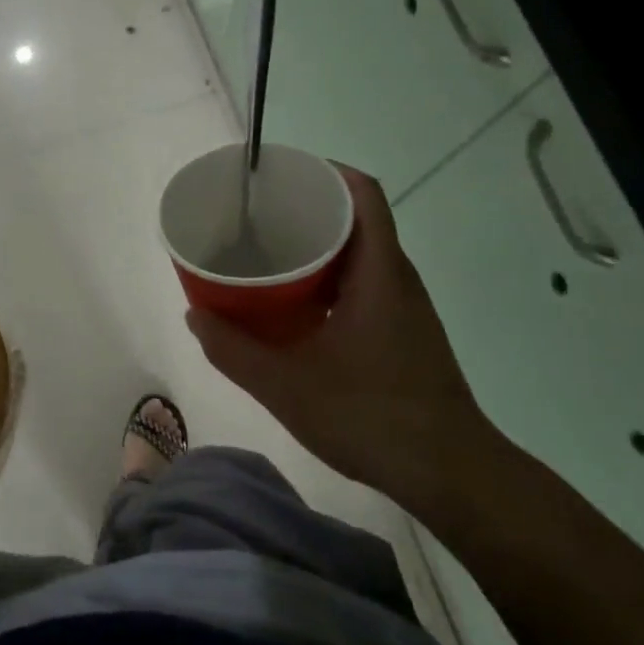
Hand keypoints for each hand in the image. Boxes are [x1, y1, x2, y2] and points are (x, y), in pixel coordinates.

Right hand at [185, 166, 511, 509]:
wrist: (448, 472)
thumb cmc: (370, 416)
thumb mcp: (286, 386)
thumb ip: (234, 350)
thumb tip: (194, 314)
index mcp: (379, 273)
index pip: (364, 195)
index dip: (326, 172)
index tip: (281, 176)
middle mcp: (397, 280)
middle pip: (358, 221)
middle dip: (309, 210)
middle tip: (259, 218)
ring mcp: (405, 308)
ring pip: (360, 257)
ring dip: (318, 250)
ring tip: (268, 257)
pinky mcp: (404, 334)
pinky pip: (363, 286)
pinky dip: (328, 282)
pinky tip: (296, 309)